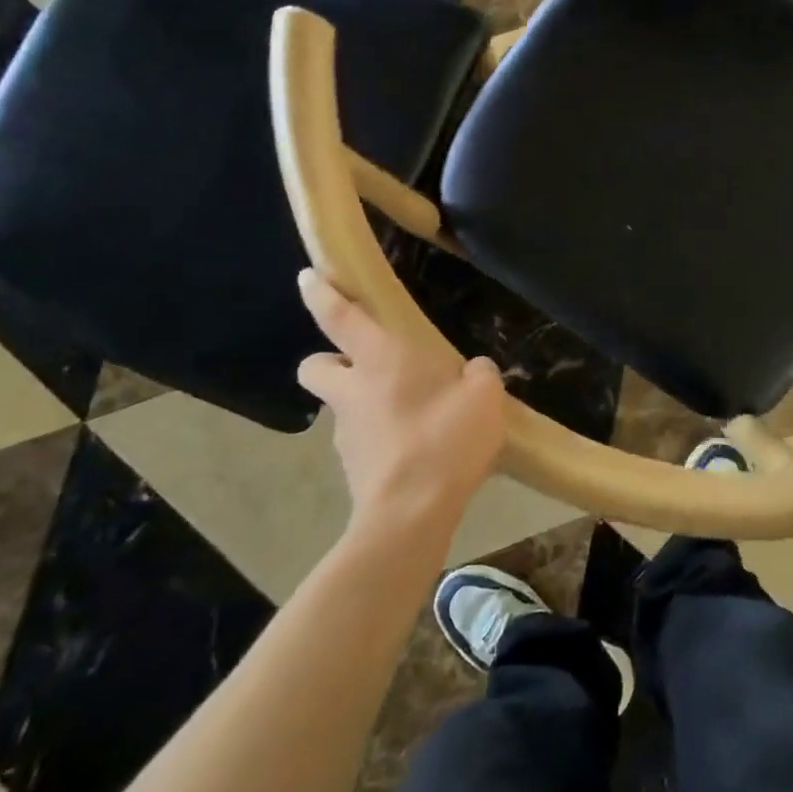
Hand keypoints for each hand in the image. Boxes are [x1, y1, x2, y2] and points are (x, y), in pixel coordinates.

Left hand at [296, 270, 507, 533]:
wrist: (411, 514)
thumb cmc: (445, 438)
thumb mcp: (484, 396)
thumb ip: (479, 375)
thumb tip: (473, 372)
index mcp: (381, 359)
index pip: (340, 316)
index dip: (322, 293)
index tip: (307, 277)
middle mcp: (353, 390)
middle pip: (316, 366)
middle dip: (330, 361)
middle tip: (367, 368)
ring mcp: (347, 433)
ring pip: (342, 406)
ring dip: (366, 404)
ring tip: (417, 418)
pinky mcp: (353, 468)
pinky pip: (364, 441)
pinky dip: (382, 439)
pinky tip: (419, 451)